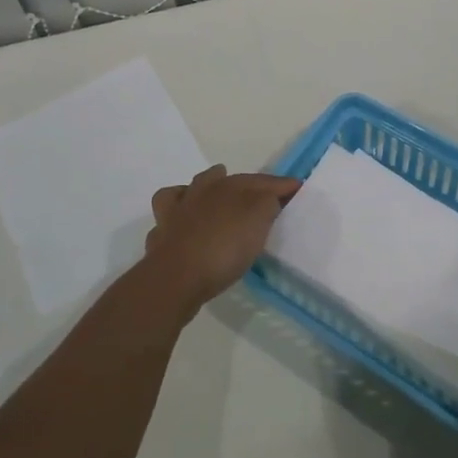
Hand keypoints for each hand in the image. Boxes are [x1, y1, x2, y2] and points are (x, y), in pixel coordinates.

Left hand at [145, 165, 299, 316]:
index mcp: (227, 187)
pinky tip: (181, 227)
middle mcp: (199, 194)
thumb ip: (267, 203)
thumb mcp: (258, 221)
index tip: (297, 187)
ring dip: (198, 192)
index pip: (259, 180)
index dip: (279, 184)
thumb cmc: (224, 247)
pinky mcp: (160, 238)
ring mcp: (175, 215)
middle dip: (236, 182)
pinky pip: (166, 220)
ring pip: (186, 193)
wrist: (176, 277)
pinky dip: (174, 219)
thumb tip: (269, 196)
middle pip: (219, 179)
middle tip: (251, 192)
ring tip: (209, 199)